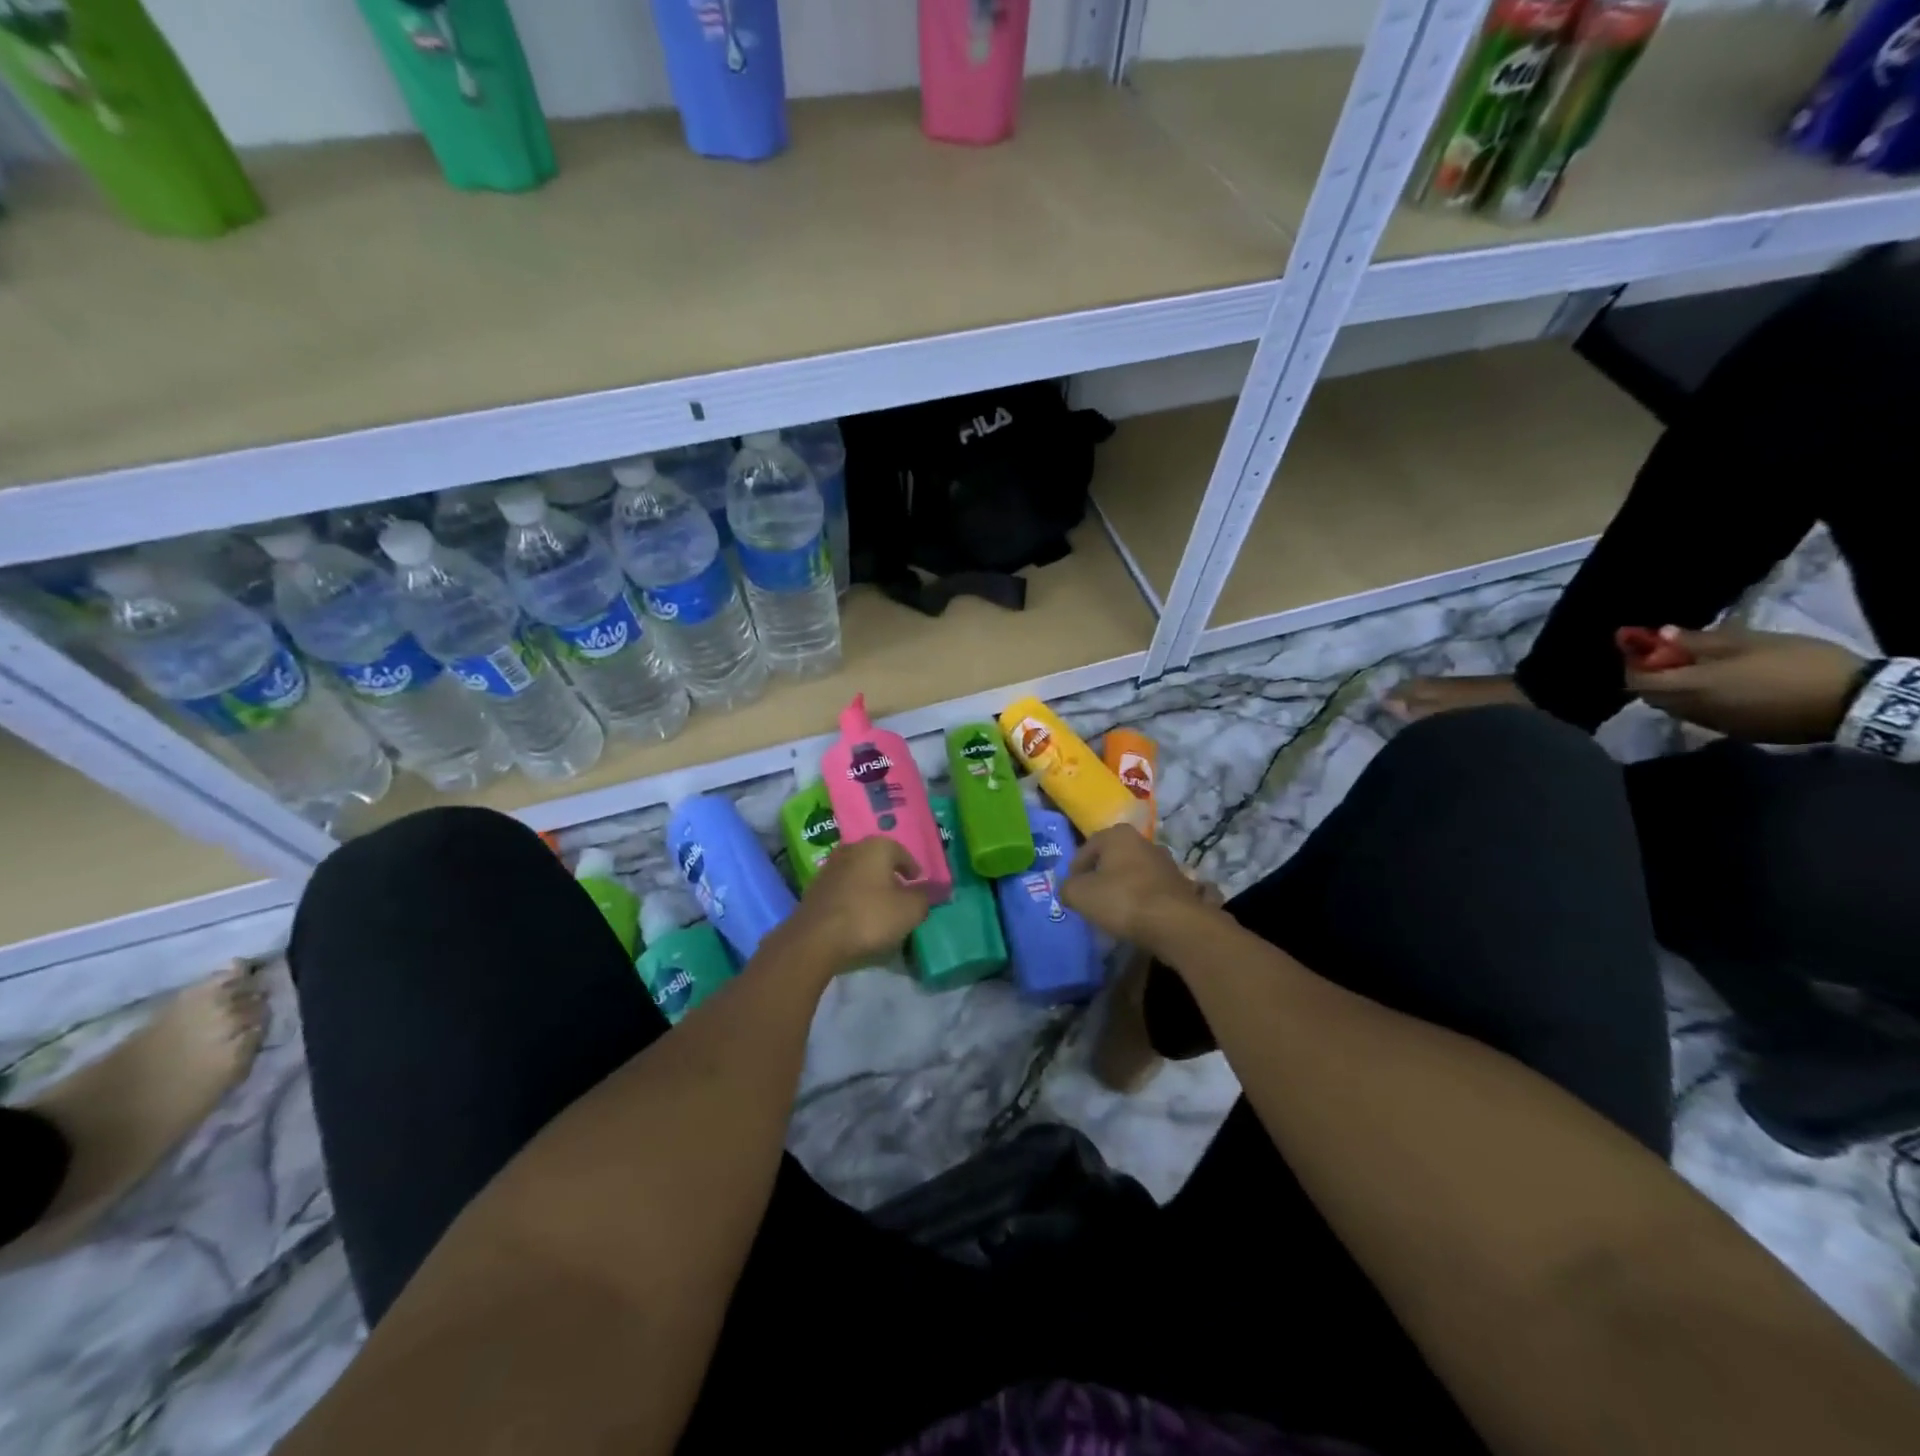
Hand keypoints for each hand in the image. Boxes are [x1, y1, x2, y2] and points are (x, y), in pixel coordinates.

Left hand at [777, 836, 929, 976]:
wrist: (816, 939)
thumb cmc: (870, 917)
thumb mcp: (910, 910)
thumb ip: (923, 898)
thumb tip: (923, 893)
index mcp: (876, 846)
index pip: (902, 853)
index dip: (913, 870)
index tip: (919, 885)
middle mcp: (851, 849)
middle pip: (878, 861)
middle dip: (890, 877)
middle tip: (901, 896)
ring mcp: (829, 868)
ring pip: (858, 875)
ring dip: (869, 888)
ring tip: (879, 909)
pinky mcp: (814, 890)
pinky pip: (843, 891)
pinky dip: (853, 900)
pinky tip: (857, 917)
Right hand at [1060, 827, 1214, 953]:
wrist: (1174, 923)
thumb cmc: (1122, 899)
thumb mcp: (1080, 894)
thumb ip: (1067, 888)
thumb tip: (1068, 890)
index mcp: (1118, 834)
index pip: (1086, 848)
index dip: (1074, 870)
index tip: (1071, 891)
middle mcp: (1143, 841)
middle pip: (1111, 859)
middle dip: (1099, 877)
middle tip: (1089, 900)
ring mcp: (1165, 863)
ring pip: (1132, 874)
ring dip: (1120, 889)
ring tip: (1111, 912)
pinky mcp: (1179, 885)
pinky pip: (1150, 891)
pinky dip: (1139, 901)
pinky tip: (1134, 918)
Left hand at [1623, 625, 1866, 742]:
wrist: (1853, 703)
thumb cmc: (1799, 663)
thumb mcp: (1750, 642)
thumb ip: (1698, 641)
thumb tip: (1661, 634)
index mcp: (1693, 686)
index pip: (1639, 682)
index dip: (1634, 665)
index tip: (1642, 648)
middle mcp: (1694, 710)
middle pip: (1653, 697)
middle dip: (1651, 677)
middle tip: (1668, 657)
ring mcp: (1715, 725)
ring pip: (1675, 709)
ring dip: (1673, 690)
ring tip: (1693, 669)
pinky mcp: (1737, 733)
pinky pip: (1700, 717)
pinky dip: (1695, 702)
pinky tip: (1719, 687)